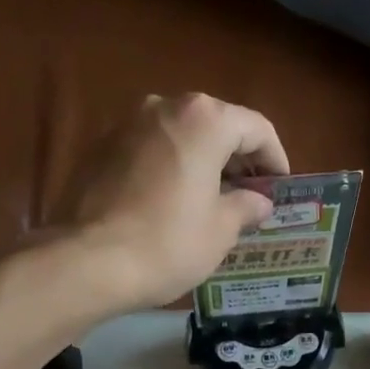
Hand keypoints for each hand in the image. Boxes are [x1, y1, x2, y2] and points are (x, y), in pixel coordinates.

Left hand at [52, 93, 289, 312]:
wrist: (88, 261)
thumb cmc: (168, 244)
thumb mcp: (221, 231)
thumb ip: (246, 207)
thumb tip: (259, 201)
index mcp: (204, 120)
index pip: (256, 128)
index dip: (276, 159)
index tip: (281, 189)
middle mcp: (165, 106)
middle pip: (217, 126)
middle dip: (238, 160)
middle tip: (252, 197)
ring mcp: (128, 123)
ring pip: (182, 136)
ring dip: (204, 163)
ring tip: (216, 202)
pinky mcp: (102, 147)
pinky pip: (153, 151)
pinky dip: (173, 169)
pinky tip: (176, 204)